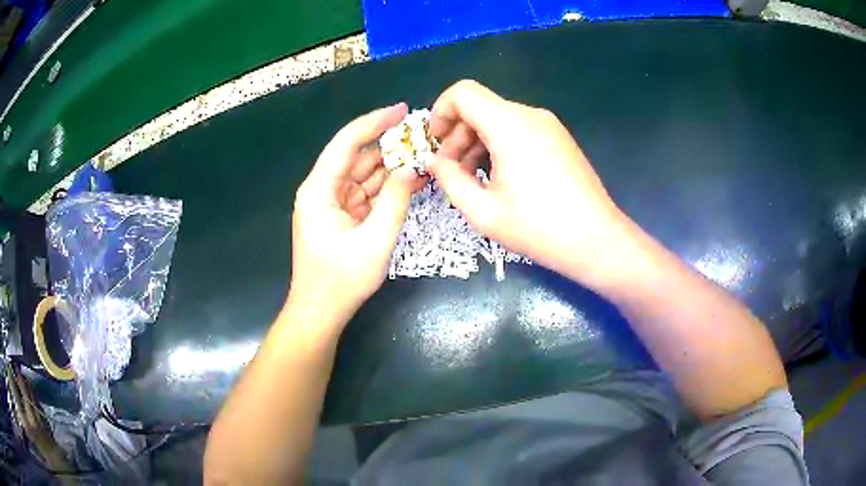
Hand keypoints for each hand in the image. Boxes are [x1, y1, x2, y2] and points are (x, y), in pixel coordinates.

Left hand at [290, 103, 423, 329]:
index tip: (401, 109)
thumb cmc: (342, 280)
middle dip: (388, 145)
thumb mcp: (375, 240)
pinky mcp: (342, 216)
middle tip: (422, 135)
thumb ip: (395, 200)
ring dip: (390, 166)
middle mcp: (323, 189)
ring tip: (422, 155)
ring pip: (364, 174)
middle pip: (357, 156)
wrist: (321, 311)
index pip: (347, 143)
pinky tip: (410, 179)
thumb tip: (411, 168)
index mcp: (319, 189)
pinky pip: (366, 193)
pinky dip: (386, 187)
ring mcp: (332, 203)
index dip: (374, 122)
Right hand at [427, 80, 630, 285]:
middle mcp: (530, 115)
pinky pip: (518, 130)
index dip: (440, 112)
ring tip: (472, 179)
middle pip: (480, 107)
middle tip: (450, 171)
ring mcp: (548, 125)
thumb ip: (449, 180)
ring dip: (477, 143)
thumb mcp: (483, 211)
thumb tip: (433, 161)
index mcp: (509, 125)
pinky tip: (498, 178)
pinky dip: (499, 145)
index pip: (463, 93)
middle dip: (457, 135)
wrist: (596, 240)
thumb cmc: (538, 228)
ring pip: (498, 119)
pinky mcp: (558, 138)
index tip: (435, 144)